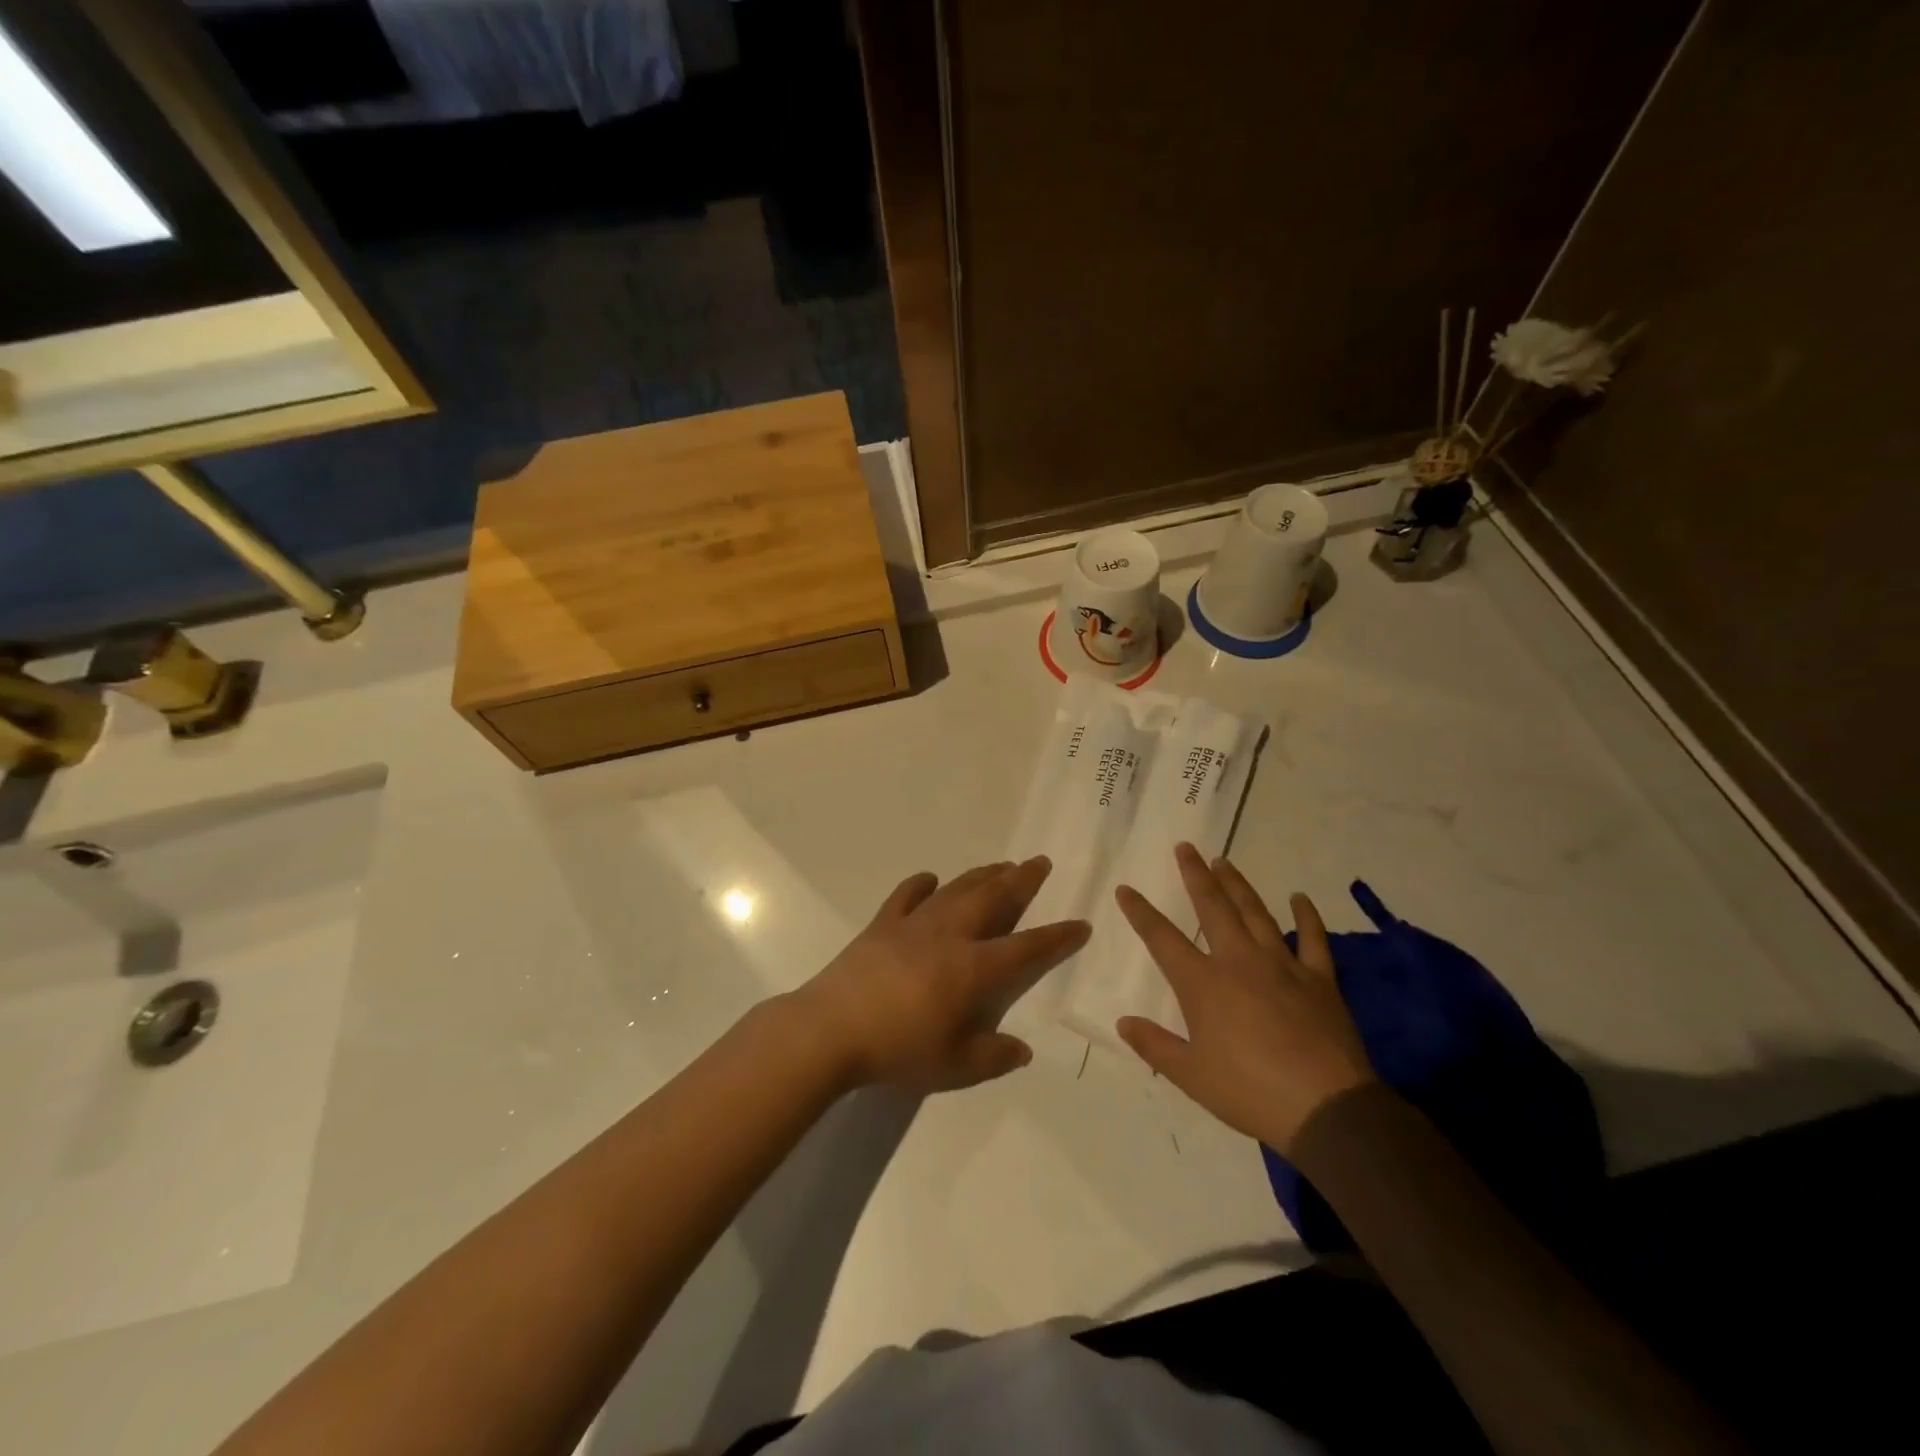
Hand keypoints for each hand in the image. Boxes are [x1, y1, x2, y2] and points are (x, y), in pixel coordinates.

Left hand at [793, 857, 1089, 1093]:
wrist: (831, 1029)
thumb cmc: (898, 1049)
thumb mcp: (954, 1066)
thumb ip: (993, 1056)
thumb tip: (1022, 1049)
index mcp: (973, 968)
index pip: (1026, 947)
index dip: (1056, 936)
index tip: (1080, 924)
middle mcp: (950, 934)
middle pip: (993, 898)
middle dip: (1021, 880)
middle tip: (1040, 862)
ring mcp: (913, 924)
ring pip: (957, 890)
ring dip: (982, 875)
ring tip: (1001, 865)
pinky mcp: (882, 924)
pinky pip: (906, 896)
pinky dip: (921, 884)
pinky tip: (930, 879)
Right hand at [1114, 844, 1375, 1153]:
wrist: (1326, 1108)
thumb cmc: (1250, 1092)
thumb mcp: (1191, 1077)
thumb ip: (1155, 1046)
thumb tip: (1123, 1022)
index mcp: (1203, 984)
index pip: (1162, 938)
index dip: (1140, 912)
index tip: (1125, 888)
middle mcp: (1238, 961)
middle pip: (1212, 908)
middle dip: (1195, 875)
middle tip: (1185, 847)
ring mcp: (1281, 965)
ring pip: (1255, 913)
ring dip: (1238, 885)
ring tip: (1224, 861)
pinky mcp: (1318, 979)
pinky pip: (1312, 939)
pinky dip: (1306, 917)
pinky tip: (1299, 898)